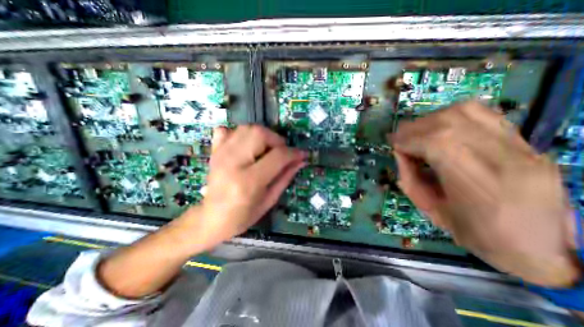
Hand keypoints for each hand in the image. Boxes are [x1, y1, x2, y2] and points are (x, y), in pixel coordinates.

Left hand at [184, 125, 306, 249]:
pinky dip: (240, 134)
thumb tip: (300, 160)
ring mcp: (220, 154)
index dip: (294, 153)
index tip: (302, 154)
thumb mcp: (269, 200)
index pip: (277, 156)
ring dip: (262, 136)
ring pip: (246, 128)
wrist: (211, 219)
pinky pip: (227, 130)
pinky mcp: (214, 152)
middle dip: (276, 140)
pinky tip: (246, 146)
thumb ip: (286, 177)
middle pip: (259, 133)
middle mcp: (233, 162)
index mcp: (249, 181)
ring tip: (266, 150)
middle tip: (281, 153)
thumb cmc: (243, 215)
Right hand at [392, 102, 577, 286]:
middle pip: (449, 123)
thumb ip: (410, 179)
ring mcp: (521, 147)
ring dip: (430, 119)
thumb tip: (399, 152)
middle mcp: (506, 160)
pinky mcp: (525, 142)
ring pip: (465, 112)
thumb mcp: (431, 211)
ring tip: (417, 133)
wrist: (542, 248)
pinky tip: (441, 127)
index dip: (408, 140)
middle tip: (400, 138)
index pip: (437, 144)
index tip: (393, 145)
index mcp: (480, 187)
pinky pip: (483, 113)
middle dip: (414, 128)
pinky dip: (452, 115)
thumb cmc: (477, 235)